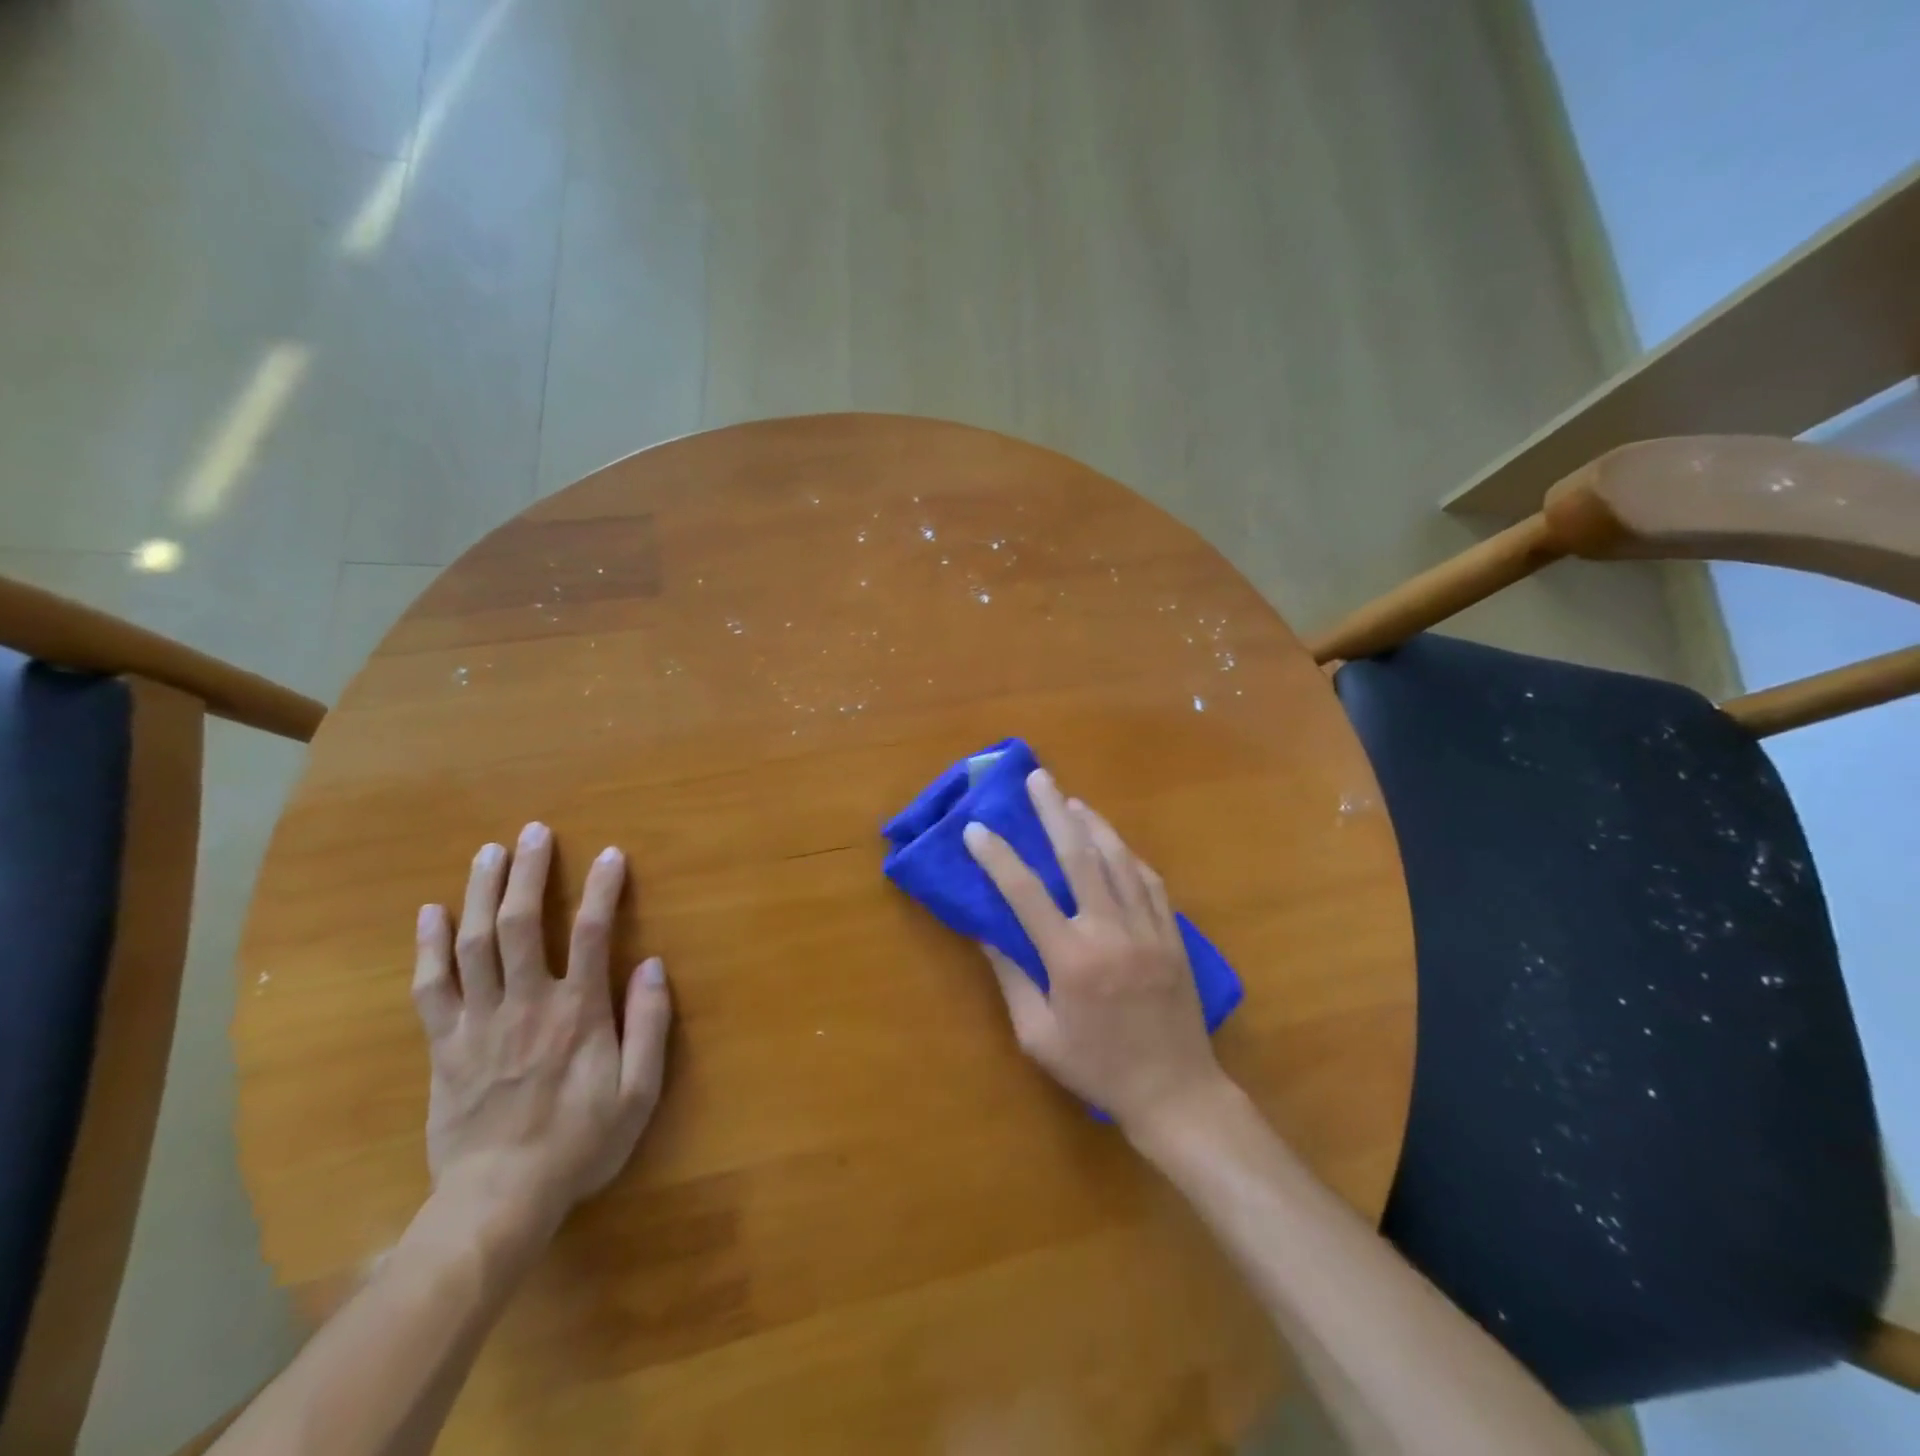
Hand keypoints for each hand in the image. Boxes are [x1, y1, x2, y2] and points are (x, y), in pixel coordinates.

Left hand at [412, 822, 672, 1239]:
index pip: (594, 933)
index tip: (611, 854)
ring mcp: (478, 1022)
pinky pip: (431, 987)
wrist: (497, 1201)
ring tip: (489, 853)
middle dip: (530, 873)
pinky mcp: (443, 1045)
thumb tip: (652, 965)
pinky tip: (430, 913)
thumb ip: (649, 1024)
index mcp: (577, 1012)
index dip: (604, 888)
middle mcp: (526, 1003)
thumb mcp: (639, 1092)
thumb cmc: (579, 1143)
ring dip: (482, 893)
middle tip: (534, 832)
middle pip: (524, 924)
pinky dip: (428, 947)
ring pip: (475, 944)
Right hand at [962, 769, 1229, 1136]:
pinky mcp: (1172, 935)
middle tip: (1038, 778)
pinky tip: (1114, 844)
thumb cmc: (1097, 1068)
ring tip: (1072, 800)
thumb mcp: (1039, 1037)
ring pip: (1118, 860)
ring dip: (1093, 824)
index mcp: (1071, 959)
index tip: (978, 828)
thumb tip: (985, 933)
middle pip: (1078, 857)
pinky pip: (1149, 882)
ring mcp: (1147, 929)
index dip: (998, 857)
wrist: (1175, 1092)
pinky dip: (1128, 856)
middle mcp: (1109, 932)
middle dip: (1053, 812)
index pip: (1025, 894)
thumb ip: (1012, 980)